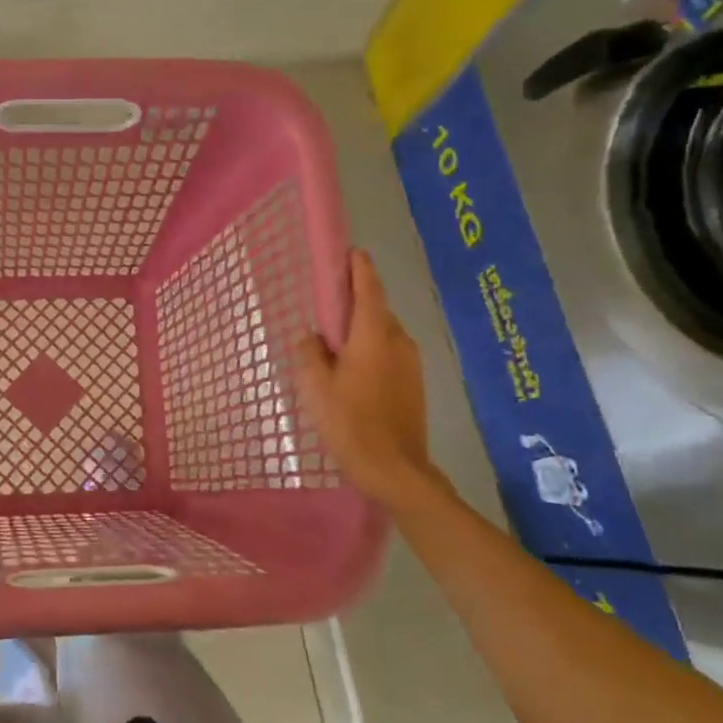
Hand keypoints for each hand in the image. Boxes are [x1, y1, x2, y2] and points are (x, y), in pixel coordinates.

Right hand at [294, 249, 434, 504]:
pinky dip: (370, 352)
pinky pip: (388, 354)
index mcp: (373, 335)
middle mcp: (397, 342)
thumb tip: (311, 336)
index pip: (368, 289)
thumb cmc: (350, 423)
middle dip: (354, 304)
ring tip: (334, 348)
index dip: (359, 268)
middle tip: (325, 311)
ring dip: (361, 332)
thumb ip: (309, 353)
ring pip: (382, 334)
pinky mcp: (414, 384)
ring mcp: (410, 364)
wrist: (395, 470)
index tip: (350, 252)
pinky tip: (351, 373)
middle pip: (375, 311)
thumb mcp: (314, 386)